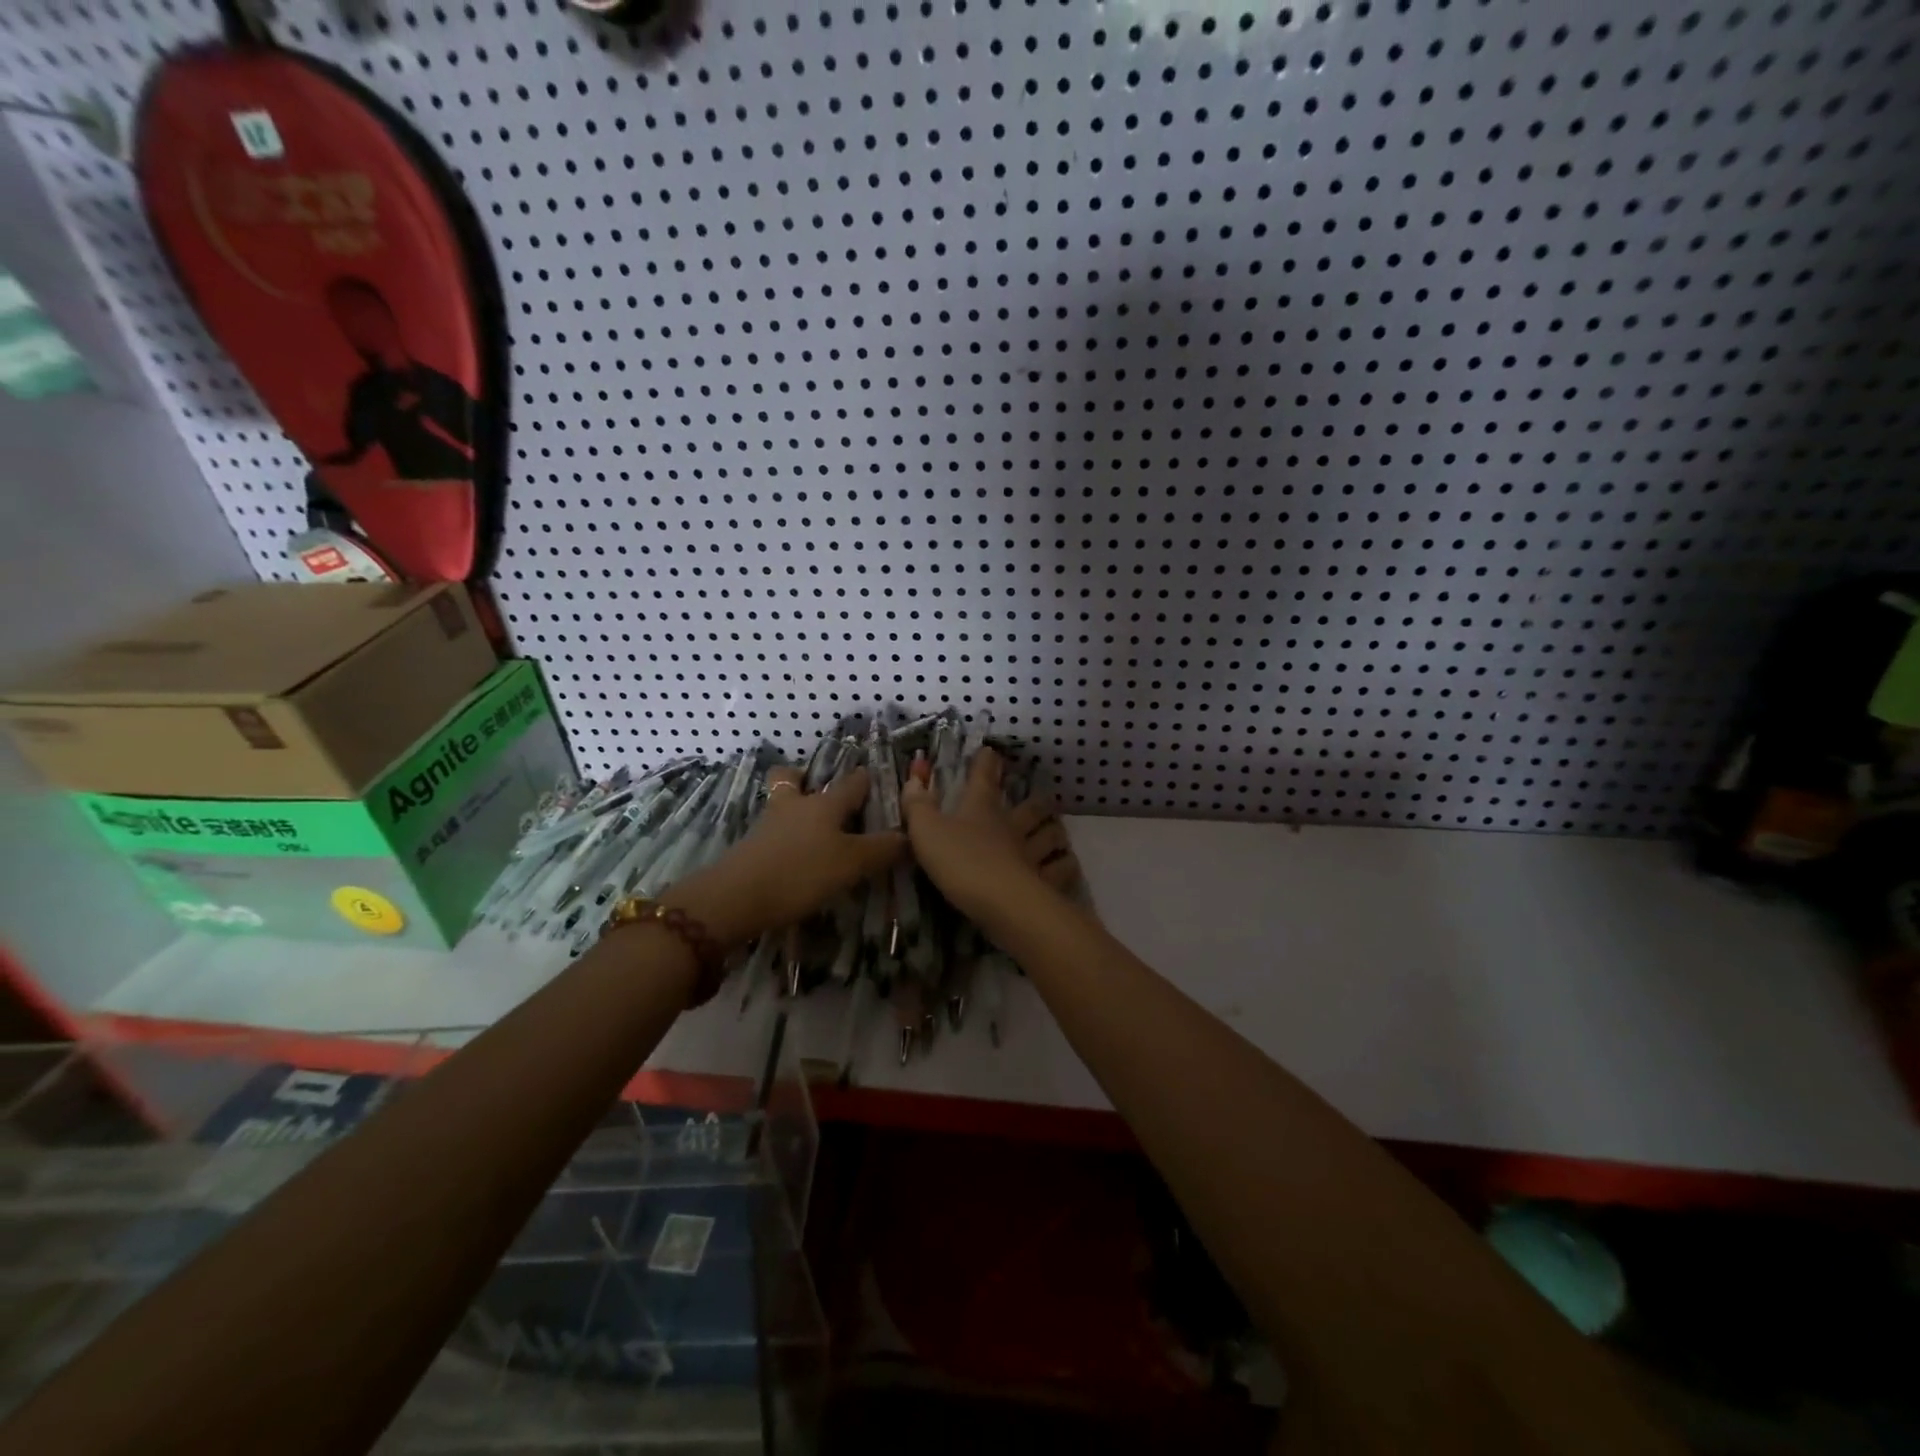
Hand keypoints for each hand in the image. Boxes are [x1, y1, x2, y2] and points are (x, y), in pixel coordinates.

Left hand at [665, 766, 904, 947]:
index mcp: (825, 803)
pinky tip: (795, 858)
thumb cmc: (801, 872)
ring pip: (780, 804)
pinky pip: (771, 833)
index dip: (866, 779)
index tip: (876, 780)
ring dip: (793, 809)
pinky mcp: (750, 849)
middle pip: (793, 778)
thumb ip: (882, 850)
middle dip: (805, 779)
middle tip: (822, 796)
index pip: (852, 782)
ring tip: (811, 832)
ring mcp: (768, 826)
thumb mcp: (851, 864)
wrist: (736, 898)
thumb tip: (908, 836)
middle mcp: (795, 806)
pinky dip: (783, 838)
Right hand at [899, 748, 1080, 924]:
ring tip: (1055, 832)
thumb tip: (915, 776)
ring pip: (1053, 834)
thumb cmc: (960, 861)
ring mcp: (1032, 853)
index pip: (984, 777)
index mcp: (981, 809)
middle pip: (1032, 806)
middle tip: (1038, 799)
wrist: (1000, 902)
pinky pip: (1062, 869)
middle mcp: (1012, 825)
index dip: (987, 762)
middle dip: (1036, 800)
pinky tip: (1064, 865)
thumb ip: (917, 804)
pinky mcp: (1046, 882)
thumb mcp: (926, 830)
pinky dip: (1064, 865)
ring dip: (1054, 830)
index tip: (991, 752)